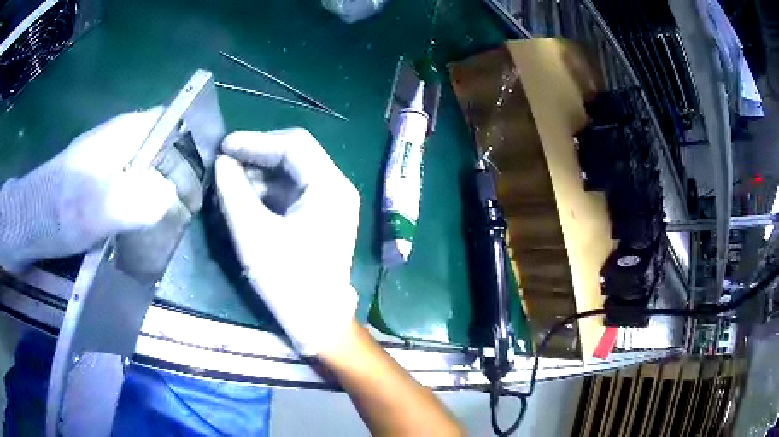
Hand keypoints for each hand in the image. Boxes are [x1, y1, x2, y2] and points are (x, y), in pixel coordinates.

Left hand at [0, 108, 177, 271]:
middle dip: (181, 175)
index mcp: (124, 134)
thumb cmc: (58, 210)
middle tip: (189, 212)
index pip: (173, 123)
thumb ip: (135, 199)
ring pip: (149, 169)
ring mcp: (109, 163)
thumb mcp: (95, 207)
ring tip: (172, 224)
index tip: (203, 181)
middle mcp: (121, 141)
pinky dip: (144, 205)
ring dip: (163, 193)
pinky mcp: (99, 183)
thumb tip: (172, 199)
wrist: (28, 222)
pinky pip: (133, 188)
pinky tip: (144, 227)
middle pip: (164, 147)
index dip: (193, 145)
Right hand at [215, 128, 359, 355]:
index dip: (255, 141)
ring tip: (229, 182)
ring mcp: (330, 202)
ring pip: (291, 173)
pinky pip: (292, 191)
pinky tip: (244, 198)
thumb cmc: (288, 281)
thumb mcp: (254, 234)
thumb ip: (234, 192)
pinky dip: (267, 191)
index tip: (224, 147)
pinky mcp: (320, 216)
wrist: (318, 322)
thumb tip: (221, 162)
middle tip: (224, 162)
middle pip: (294, 155)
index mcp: (330, 187)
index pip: (293, 144)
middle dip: (256, 156)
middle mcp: (336, 187)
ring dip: (259, 174)